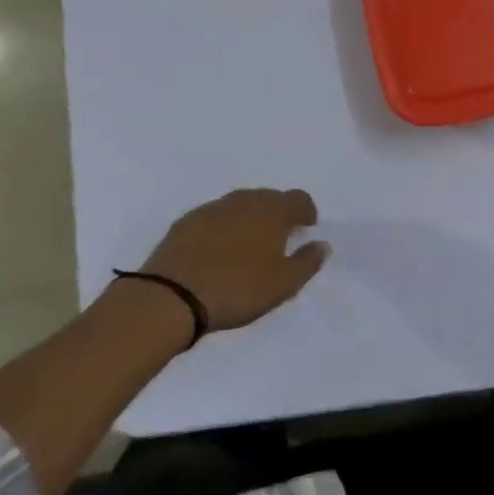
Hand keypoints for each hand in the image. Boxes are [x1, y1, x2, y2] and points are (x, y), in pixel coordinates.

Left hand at [140, 188, 328, 332]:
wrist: (171, 297)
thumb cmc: (238, 289)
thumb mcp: (284, 284)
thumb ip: (308, 262)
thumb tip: (322, 244)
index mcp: (272, 211)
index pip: (299, 199)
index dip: (306, 212)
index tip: (306, 228)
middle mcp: (244, 201)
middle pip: (269, 198)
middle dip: (278, 213)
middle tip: (278, 239)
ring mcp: (211, 209)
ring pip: (240, 205)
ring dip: (249, 219)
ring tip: (248, 245)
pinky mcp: (185, 222)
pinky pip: (214, 217)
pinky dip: (223, 227)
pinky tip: (218, 250)